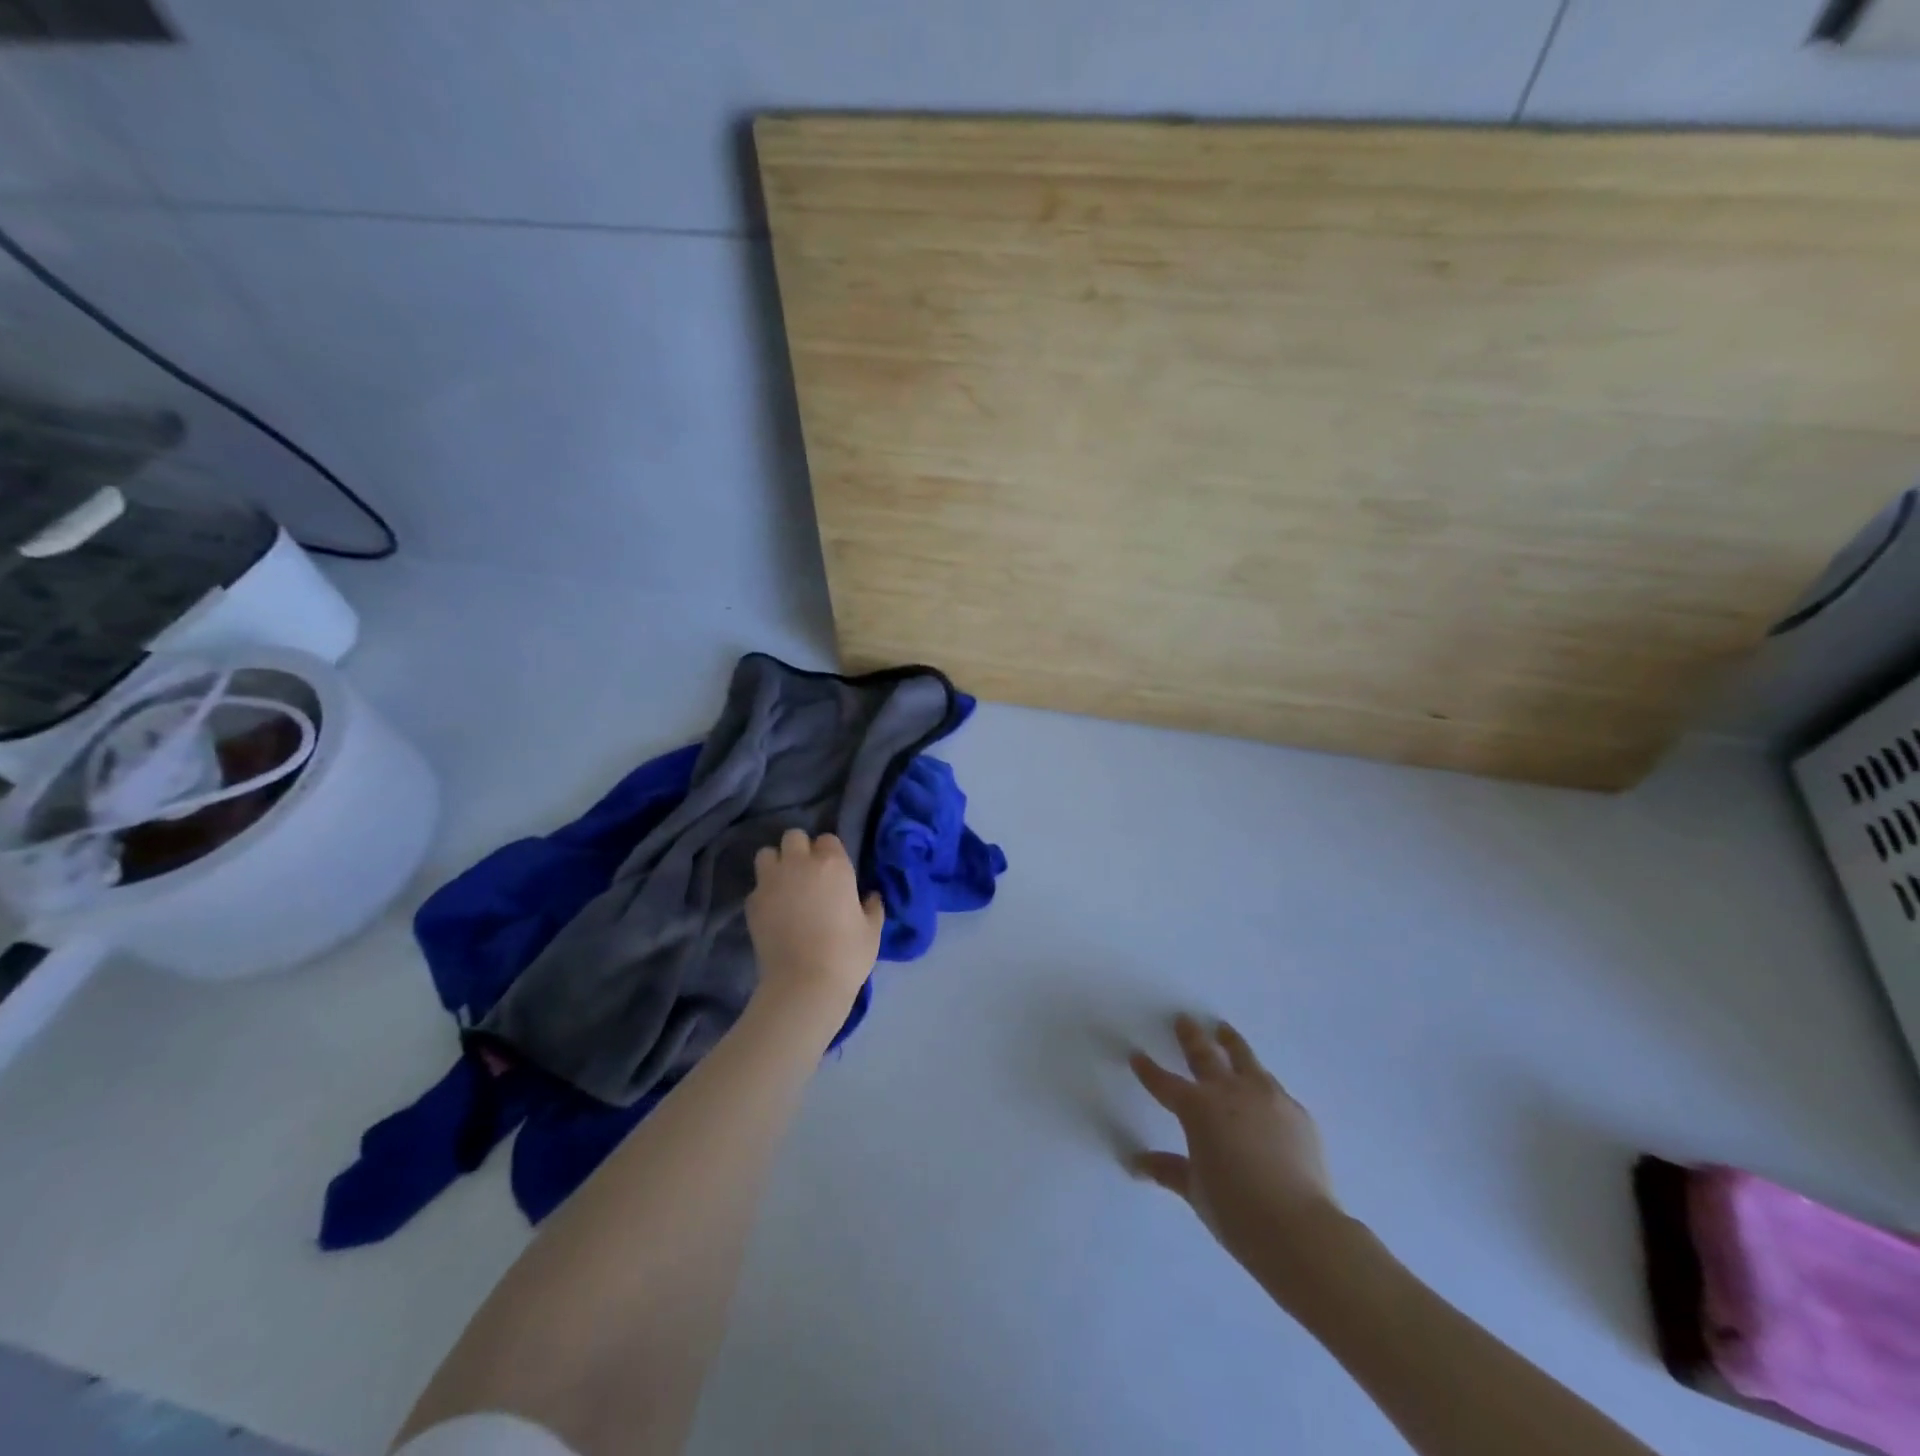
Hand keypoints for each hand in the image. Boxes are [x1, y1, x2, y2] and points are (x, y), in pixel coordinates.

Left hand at [746, 830, 884, 1013]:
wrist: (804, 984)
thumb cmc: (847, 954)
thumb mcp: (872, 930)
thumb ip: (872, 906)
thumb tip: (870, 897)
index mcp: (833, 864)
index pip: (827, 839)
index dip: (830, 854)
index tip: (834, 872)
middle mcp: (799, 864)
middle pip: (793, 837)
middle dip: (799, 849)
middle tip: (807, 873)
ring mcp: (771, 882)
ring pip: (767, 854)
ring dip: (776, 864)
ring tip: (784, 885)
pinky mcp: (752, 903)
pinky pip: (757, 886)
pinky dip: (764, 893)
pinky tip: (773, 912)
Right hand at [1130, 1015, 1353, 1304]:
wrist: (1299, 1228)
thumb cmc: (1235, 1211)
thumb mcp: (1195, 1191)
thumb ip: (1168, 1170)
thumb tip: (1138, 1162)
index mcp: (1197, 1108)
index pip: (1164, 1083)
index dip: (1148, 1069)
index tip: (1136, 1055)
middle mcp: (1229, 1091)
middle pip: (1204, 1054)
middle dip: (1190, 1036)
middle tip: (1183, 1019)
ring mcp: (1266, 1096)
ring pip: (1244, 1058)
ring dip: (1230, 1043)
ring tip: (1224, 1031)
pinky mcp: (1296, 1111)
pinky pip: (1273, 1088)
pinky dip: (1261, 1084)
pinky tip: (1262, 1090)